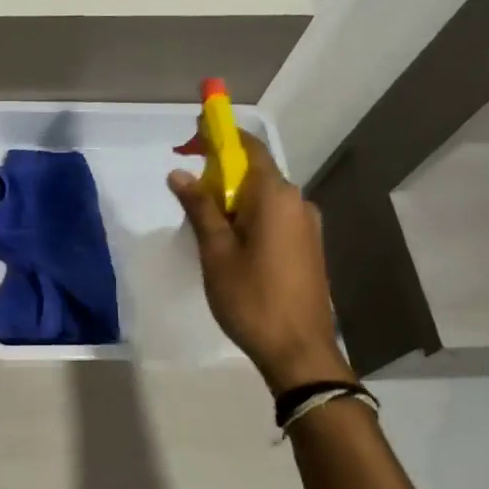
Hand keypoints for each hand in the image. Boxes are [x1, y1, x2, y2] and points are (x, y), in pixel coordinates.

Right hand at [168, 133, 349, 391]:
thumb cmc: (251, 298)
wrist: (299, 351)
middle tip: (187, 190)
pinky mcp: (308, 246)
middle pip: (254, 170)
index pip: (247, 147)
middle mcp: (297, 201)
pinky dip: (248, 215)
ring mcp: (307, 225)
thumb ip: (200, 207)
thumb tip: (180, 173)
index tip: (188, 140)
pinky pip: (273, 216)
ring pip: (262, 196)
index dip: (218, 136)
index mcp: (275, 196)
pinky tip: (229, 242)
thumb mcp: (216, 251)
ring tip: (203, 224)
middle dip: (219, 172)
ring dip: (232, 197)